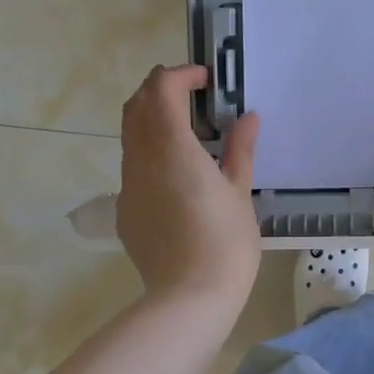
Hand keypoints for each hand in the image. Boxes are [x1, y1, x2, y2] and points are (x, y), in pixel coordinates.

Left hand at [117, 65, 260, 309]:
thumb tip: (248, 118)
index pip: (161, 89)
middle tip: (193, 97)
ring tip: (188, 133)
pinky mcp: (124, 209)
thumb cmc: (225, 242)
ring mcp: (127, 185)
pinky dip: (150, 152)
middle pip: (136, 105)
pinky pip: (132, 167)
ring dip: (152, 120)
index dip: (181, 75)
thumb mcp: (240, 192)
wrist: (190, 298)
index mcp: (171, 148)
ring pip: (130, 135)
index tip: (206, 80)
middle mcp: (141, 159)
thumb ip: (240, 150)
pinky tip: (177, 176)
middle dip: (160, 90)